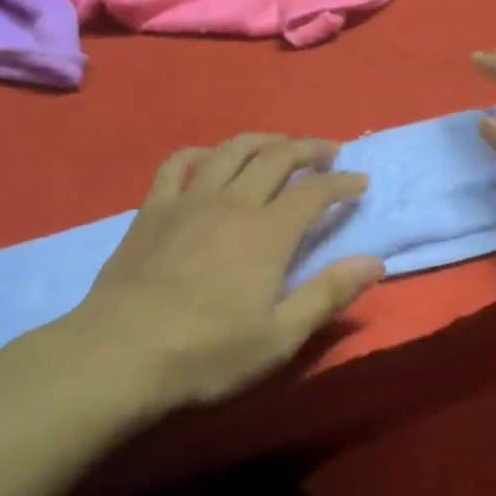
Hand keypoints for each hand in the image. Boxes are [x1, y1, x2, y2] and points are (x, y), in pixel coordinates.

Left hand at [69, 135, 384, 411]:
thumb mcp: (279, 337)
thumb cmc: (207, 353)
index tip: (360, 182)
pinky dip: (201, 153)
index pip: (315, 191)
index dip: (342, 183)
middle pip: (277, 157)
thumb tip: (374, 262)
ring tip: (280, 144)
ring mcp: (189, 200)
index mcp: (268, 232)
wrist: (120, 355)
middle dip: (309, 149)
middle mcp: (233, 202)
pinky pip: (178, 164)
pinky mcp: (153, 208)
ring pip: (231, 150)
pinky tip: (209, 158)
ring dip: (263, 140)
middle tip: (329, 151)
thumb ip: (328, 294)